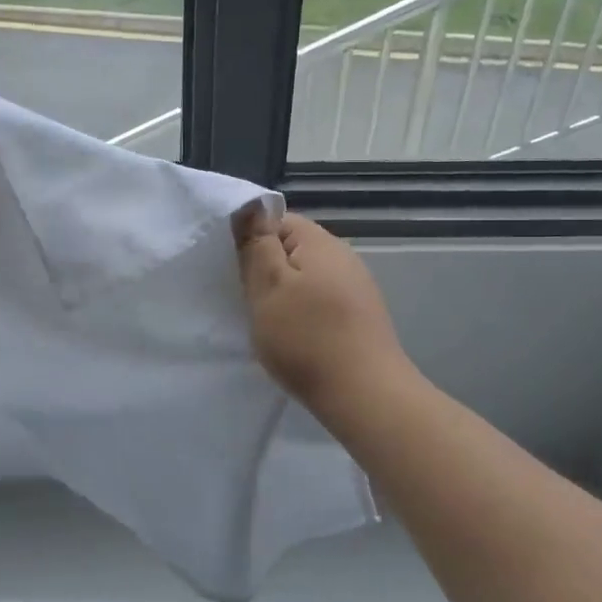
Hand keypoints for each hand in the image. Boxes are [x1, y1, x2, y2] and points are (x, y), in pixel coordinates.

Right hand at [237, 211, 408, 418]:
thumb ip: (257, 244)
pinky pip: (320, 300)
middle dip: (266, 269)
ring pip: (305, 277)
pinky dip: (303, 312)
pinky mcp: (360, 316)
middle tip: (248, 299)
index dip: (251, 240)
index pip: (276, 220)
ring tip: (268, 321)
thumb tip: (250, 205)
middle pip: (292, 249)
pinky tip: (295, 336)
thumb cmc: (306, 338)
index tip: (236, 271)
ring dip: (284, 293)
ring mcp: (356, 287)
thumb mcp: (268, 287)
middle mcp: (343, 256)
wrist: (364, 396)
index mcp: (319, 242)